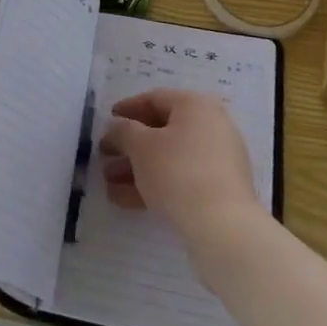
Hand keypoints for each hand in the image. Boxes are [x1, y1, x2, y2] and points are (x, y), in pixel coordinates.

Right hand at [100, 88, 265, 247]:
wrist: (222, 226)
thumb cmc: (177, 171)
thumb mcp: (141, 146)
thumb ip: (122, 131)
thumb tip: (117, 127)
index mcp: (195, 106)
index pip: (155, 99)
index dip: (127, 109)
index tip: (107, 121)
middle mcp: (210, 126)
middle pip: (161, 131)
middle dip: (129, 146)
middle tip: (104, 156)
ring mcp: (217, 160)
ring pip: (169, 158)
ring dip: (136, 169)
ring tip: (108, 184)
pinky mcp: (218, 190)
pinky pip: (180, 179)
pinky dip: (154, 185)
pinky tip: (125, 200)